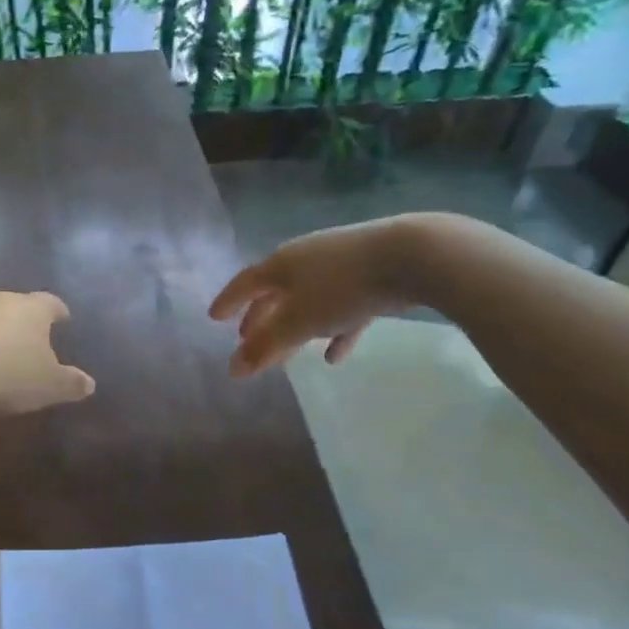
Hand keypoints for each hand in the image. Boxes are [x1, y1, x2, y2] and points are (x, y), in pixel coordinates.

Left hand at [0, 291, 95, 414]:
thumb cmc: (9, 372)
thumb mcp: (48, 385)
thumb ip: (70, 383)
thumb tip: (90, 384)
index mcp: (33, 309)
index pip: (51, 303)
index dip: (58, 311)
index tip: (63, 317)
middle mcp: (0, 300)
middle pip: (17, 306)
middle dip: (24, 321)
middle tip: (31, 338)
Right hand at [209, 216, 430, 377]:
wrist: (414, 257)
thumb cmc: (343, 288)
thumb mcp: (298, 322)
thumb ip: (265, 347)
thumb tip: (232, 370)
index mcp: (282, 264)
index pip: (245, 283)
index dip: (229, 301)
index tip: (214, 318)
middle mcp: (307, 259)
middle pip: (276, 291)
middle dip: (261, 317)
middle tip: (248, 338)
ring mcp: (341, 264)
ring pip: (309, 300)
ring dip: (296, 325)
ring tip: (287, 351)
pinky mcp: (373, 275)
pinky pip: (343, 307)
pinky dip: (334, 330)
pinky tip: (334, 355)